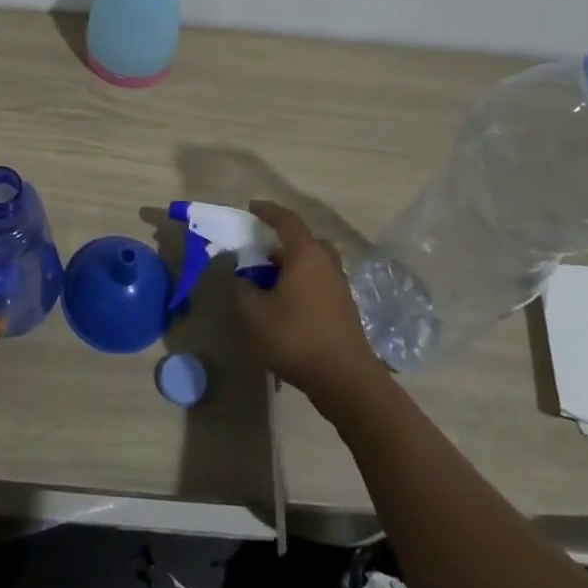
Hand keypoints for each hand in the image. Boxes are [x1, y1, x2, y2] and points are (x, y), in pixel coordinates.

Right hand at [234, 201, 383, 403]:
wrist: (345, 379)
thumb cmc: (296, 337)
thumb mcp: (254, 313)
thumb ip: (242, 288)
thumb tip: (241, 276)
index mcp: (306, 254)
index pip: (286, 220)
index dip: (267, 211)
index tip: (251, 207)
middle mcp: (327, 263)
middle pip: (304, 241)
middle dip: (282, 241)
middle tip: (261, 250)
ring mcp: (339, 287)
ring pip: (313, 264)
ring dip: (291, 266)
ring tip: (268, 282)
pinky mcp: (344, 309)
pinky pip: (318, 283)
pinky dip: (301, 284)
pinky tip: (286, 306)